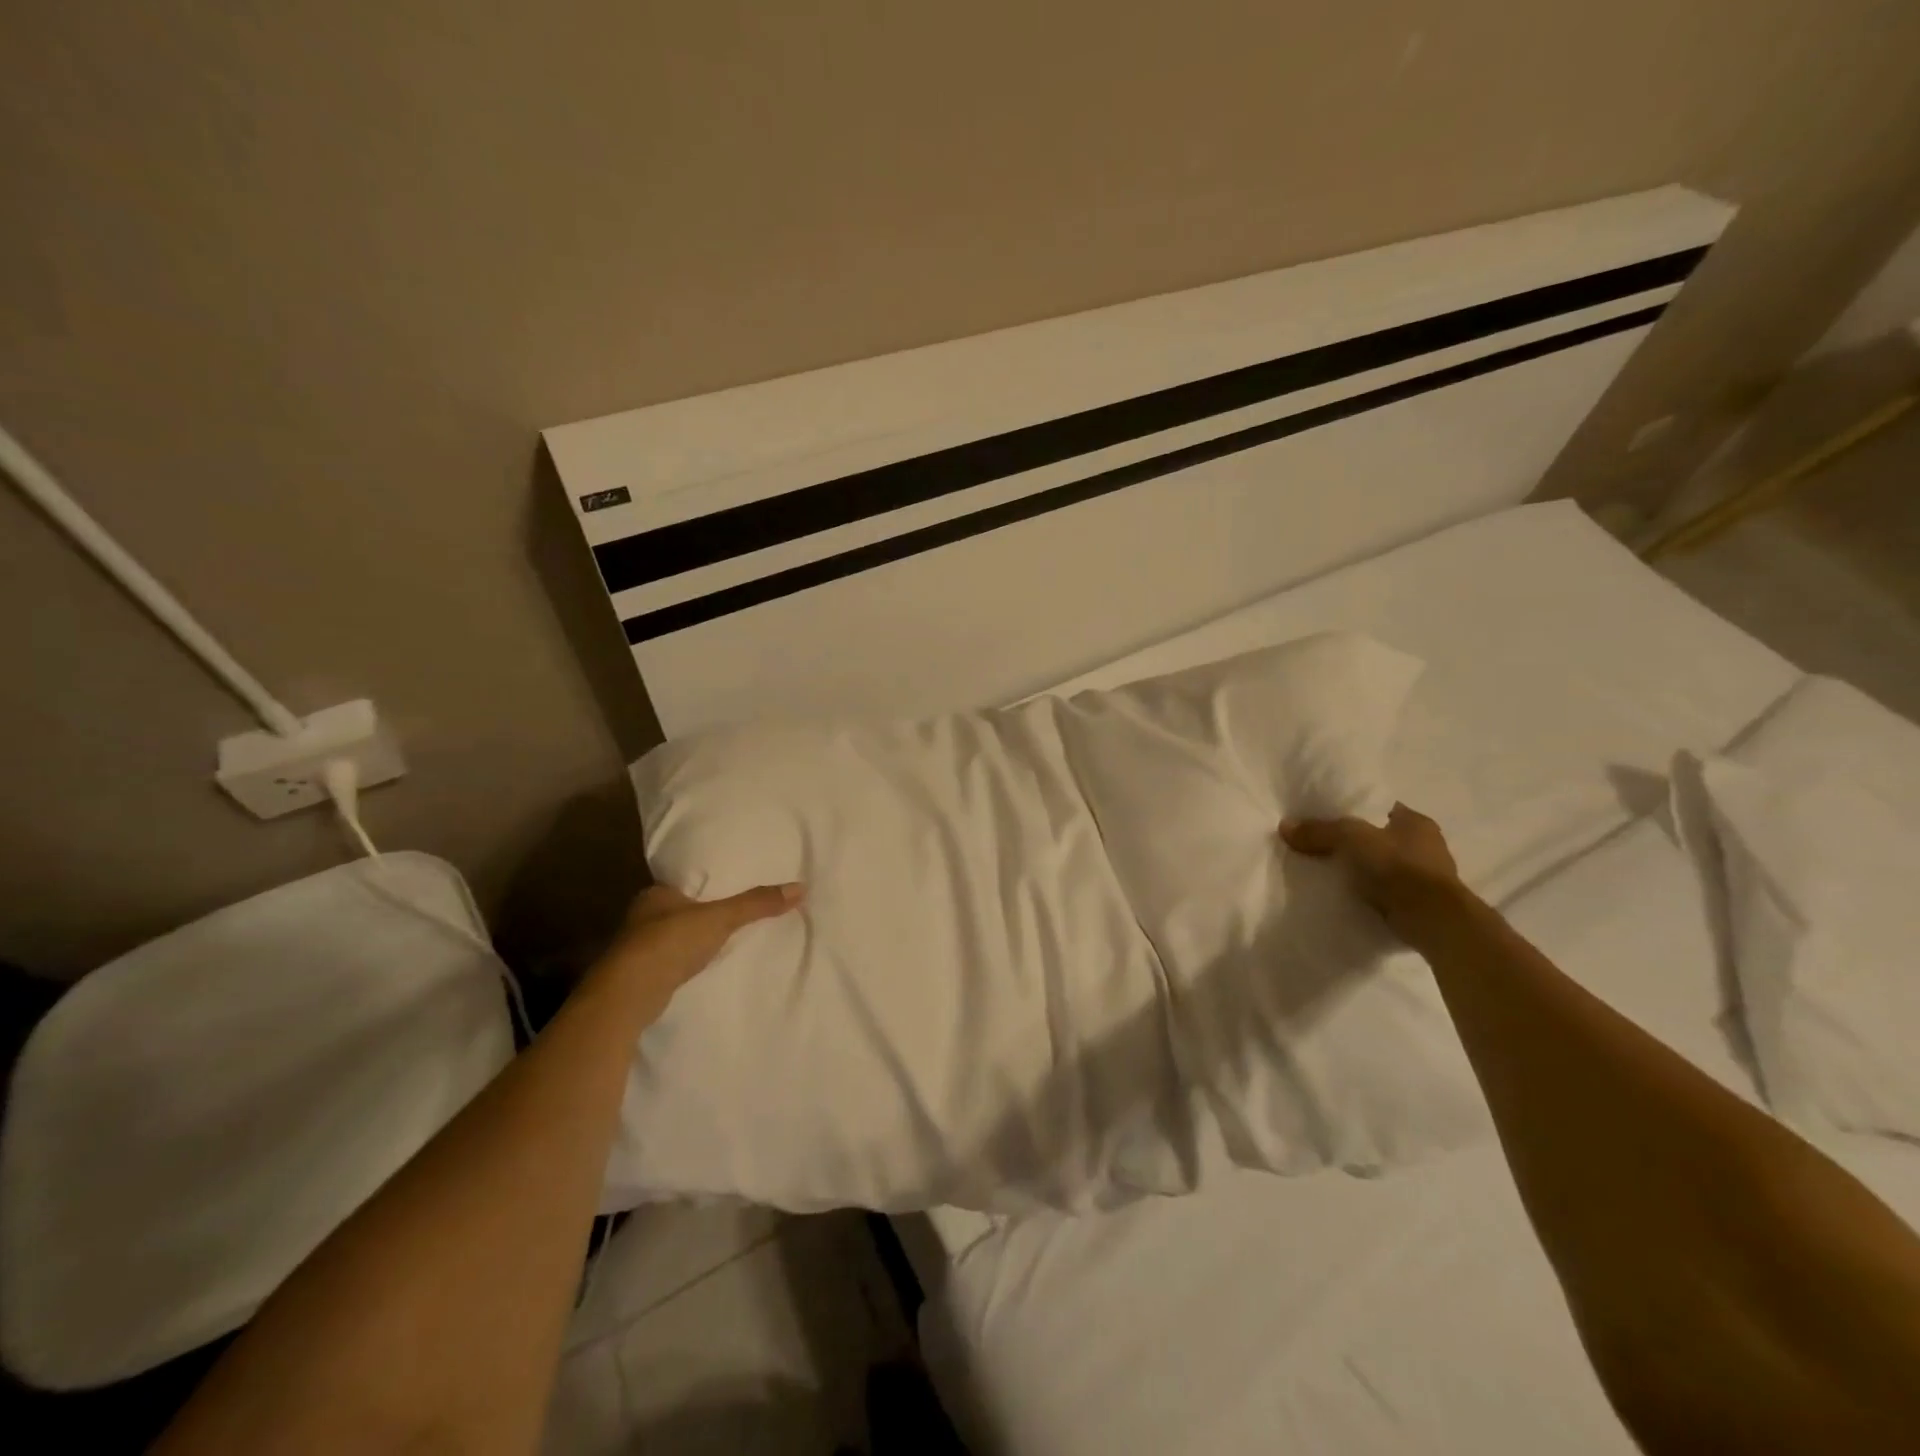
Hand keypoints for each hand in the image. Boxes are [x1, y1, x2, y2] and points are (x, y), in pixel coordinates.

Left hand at [597, 881, 803, 1008]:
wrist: (629, 994)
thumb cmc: (671, 942)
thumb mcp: (721, 918)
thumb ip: (757, 904)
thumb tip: (801, 887)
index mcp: (655, 894)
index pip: (682, 885)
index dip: (701, 888)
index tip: (724, 892)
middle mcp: (641, 918)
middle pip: (676, 912)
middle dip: (697, 916)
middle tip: (728, 917)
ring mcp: (636, 950)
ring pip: (669, 940)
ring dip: (688, 943)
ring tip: (719, 944)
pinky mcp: (638, 978)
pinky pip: (668, 965)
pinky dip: (682, 966)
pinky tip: (698, 970)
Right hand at [1280, 803, 1462, 940]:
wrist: (1432, 920)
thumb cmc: (1397, 867)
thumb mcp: (1351, 839)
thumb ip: (1320, 831)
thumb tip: (1285, 825)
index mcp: (1416, 822)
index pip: (1381, 809)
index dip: (1355, 812)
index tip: (1329, 819)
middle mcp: (1427, 845)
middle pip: (1382, 837)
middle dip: (1358, 843)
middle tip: (1325, 847)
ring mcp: (1427, 877)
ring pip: (1385, 865)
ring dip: (1365, 870)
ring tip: (1333, 873)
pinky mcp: (1421, 903)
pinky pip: (1388, 890)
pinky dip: (1372, 892)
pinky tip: (1350, 894)